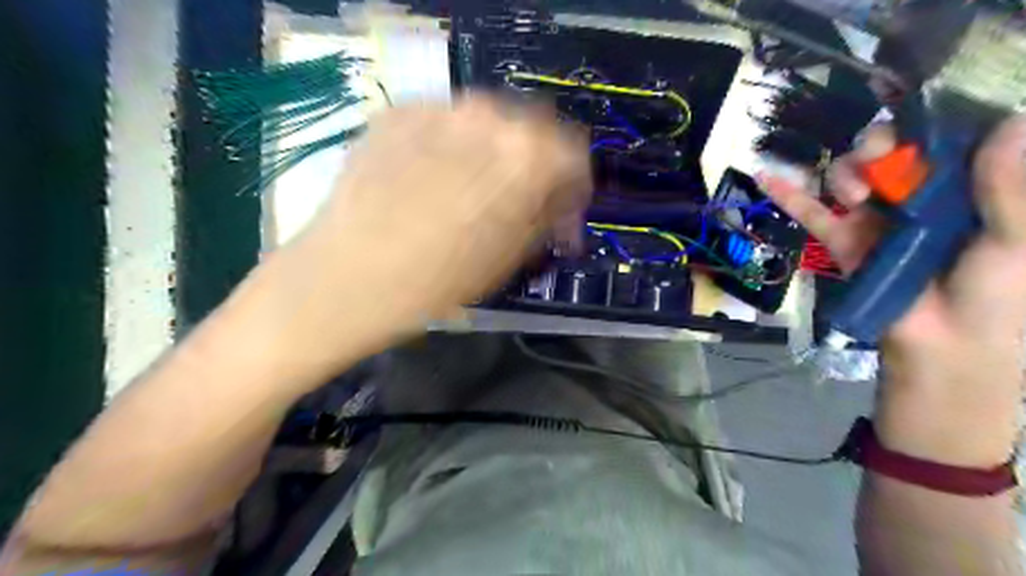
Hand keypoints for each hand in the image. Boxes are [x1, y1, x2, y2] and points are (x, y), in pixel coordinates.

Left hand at [268, 94, 589, 366]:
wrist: (347, 277)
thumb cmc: (438, 281)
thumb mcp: (511, 256)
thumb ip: (545, 217)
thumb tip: (558, 205)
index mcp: (528, 155)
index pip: (575, 155)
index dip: (573, 189)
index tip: (562, 215)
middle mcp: (489, 115)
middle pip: (533, 131)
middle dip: (536, 167)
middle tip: (522, 202)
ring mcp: (439, 107)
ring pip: (488, 123)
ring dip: (495, 154)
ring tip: (476, 191)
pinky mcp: (399, 111)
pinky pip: (445, 125)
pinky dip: (453, 148)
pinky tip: (435, 180)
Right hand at [761, 118, 1025, 466]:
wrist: (941, 350)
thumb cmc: (995, 300)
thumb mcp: (1015, 245)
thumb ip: (1011, 191)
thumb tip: (1011, 124)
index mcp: (970, 188)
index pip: (953, 138)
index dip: (936, 120)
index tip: (923, 115)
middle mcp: (922, 194)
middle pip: (893, 149)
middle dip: (881, 144)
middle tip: (880, 160)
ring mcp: (878, 216)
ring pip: (852, 174)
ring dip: (845, 171)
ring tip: (858, 196)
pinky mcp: (844, 239)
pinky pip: (812, 212)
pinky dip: (788, 195)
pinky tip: (767, 177)